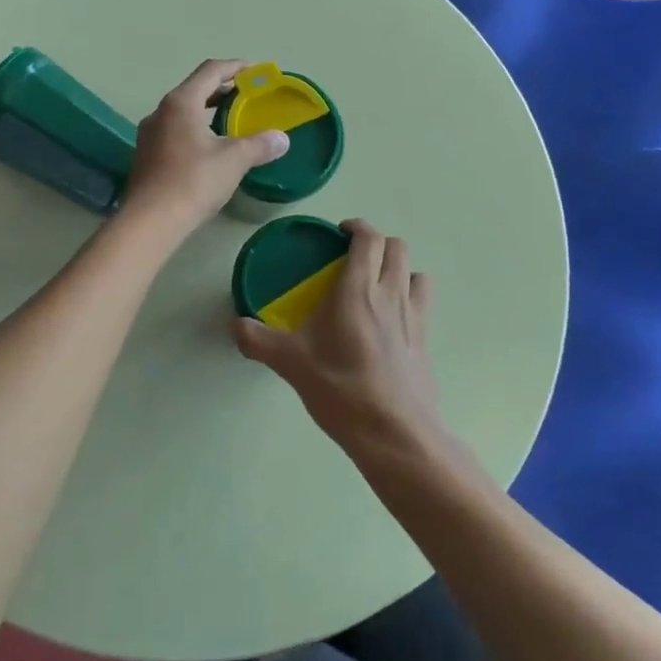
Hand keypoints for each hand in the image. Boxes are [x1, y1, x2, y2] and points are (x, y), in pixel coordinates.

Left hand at [121, 60, 288, 236]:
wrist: (150, 221)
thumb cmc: (193, 181)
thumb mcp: (234, 160)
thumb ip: (259, 145)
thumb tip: (282, 139)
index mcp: (181, 102)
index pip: (210, 71)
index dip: (234, 67)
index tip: (254, 72)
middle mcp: (160, 112)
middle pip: (194, 89)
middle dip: (221, 90)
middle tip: (245, 97)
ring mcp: (148, 135)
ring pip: (182, 113)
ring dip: (205, 111)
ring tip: (229, 122)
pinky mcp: (145, 157)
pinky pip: (173, 132)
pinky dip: (194, 131)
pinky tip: (208, 149)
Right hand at [233, 220, 450, 467]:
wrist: (394, 433)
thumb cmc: (341, 389)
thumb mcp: (291, 364)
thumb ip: (259, 341)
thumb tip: (235, 326)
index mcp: (358, 290)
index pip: (369, 239)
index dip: (357, 226)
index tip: (340, 232)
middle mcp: (391, 294)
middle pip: (397, 247)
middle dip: (377, 243)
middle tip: (353, 257)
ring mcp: (414, 317)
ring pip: (415, 272)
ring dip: (398, 268)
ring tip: (376, 284)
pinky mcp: (425, 341)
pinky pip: (422, 303)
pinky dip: (409, 297)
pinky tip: (390, 320)